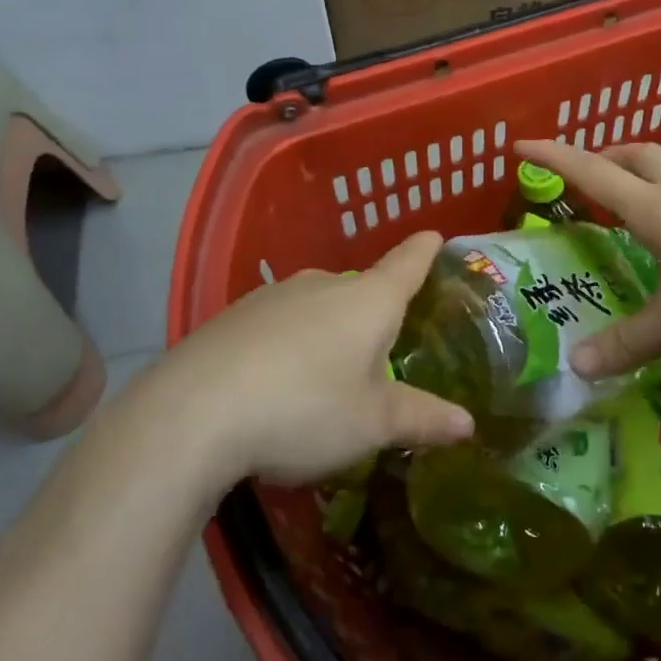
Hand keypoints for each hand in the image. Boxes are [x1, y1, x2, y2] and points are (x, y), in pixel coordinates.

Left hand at [154, 231, 473, 485]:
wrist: (192, 413)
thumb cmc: (305, 408)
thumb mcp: (372, 424)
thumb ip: (422, 418)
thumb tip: (469, 424)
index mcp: (368, 300)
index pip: (407, 263)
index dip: (425, 250)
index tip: (436, 236)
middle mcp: (323, 284)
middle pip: (361, 291)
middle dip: (374, 316)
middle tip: (382, 356)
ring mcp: (273, 296)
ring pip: (318, 307)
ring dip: (329, 333)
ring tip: (326, 380)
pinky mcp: (233, 316)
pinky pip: (279, 323)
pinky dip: (289, 344)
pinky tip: (275, 384)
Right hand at [514, 139, 660, 376]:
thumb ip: (628, 343)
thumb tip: (576, 366)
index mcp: (656, 212)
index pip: (593, 174)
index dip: (555, 158)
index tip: (524, 144)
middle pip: (642, 155)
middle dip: (611, 154)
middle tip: (593, 167)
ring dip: (658, 166)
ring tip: (649, 186)